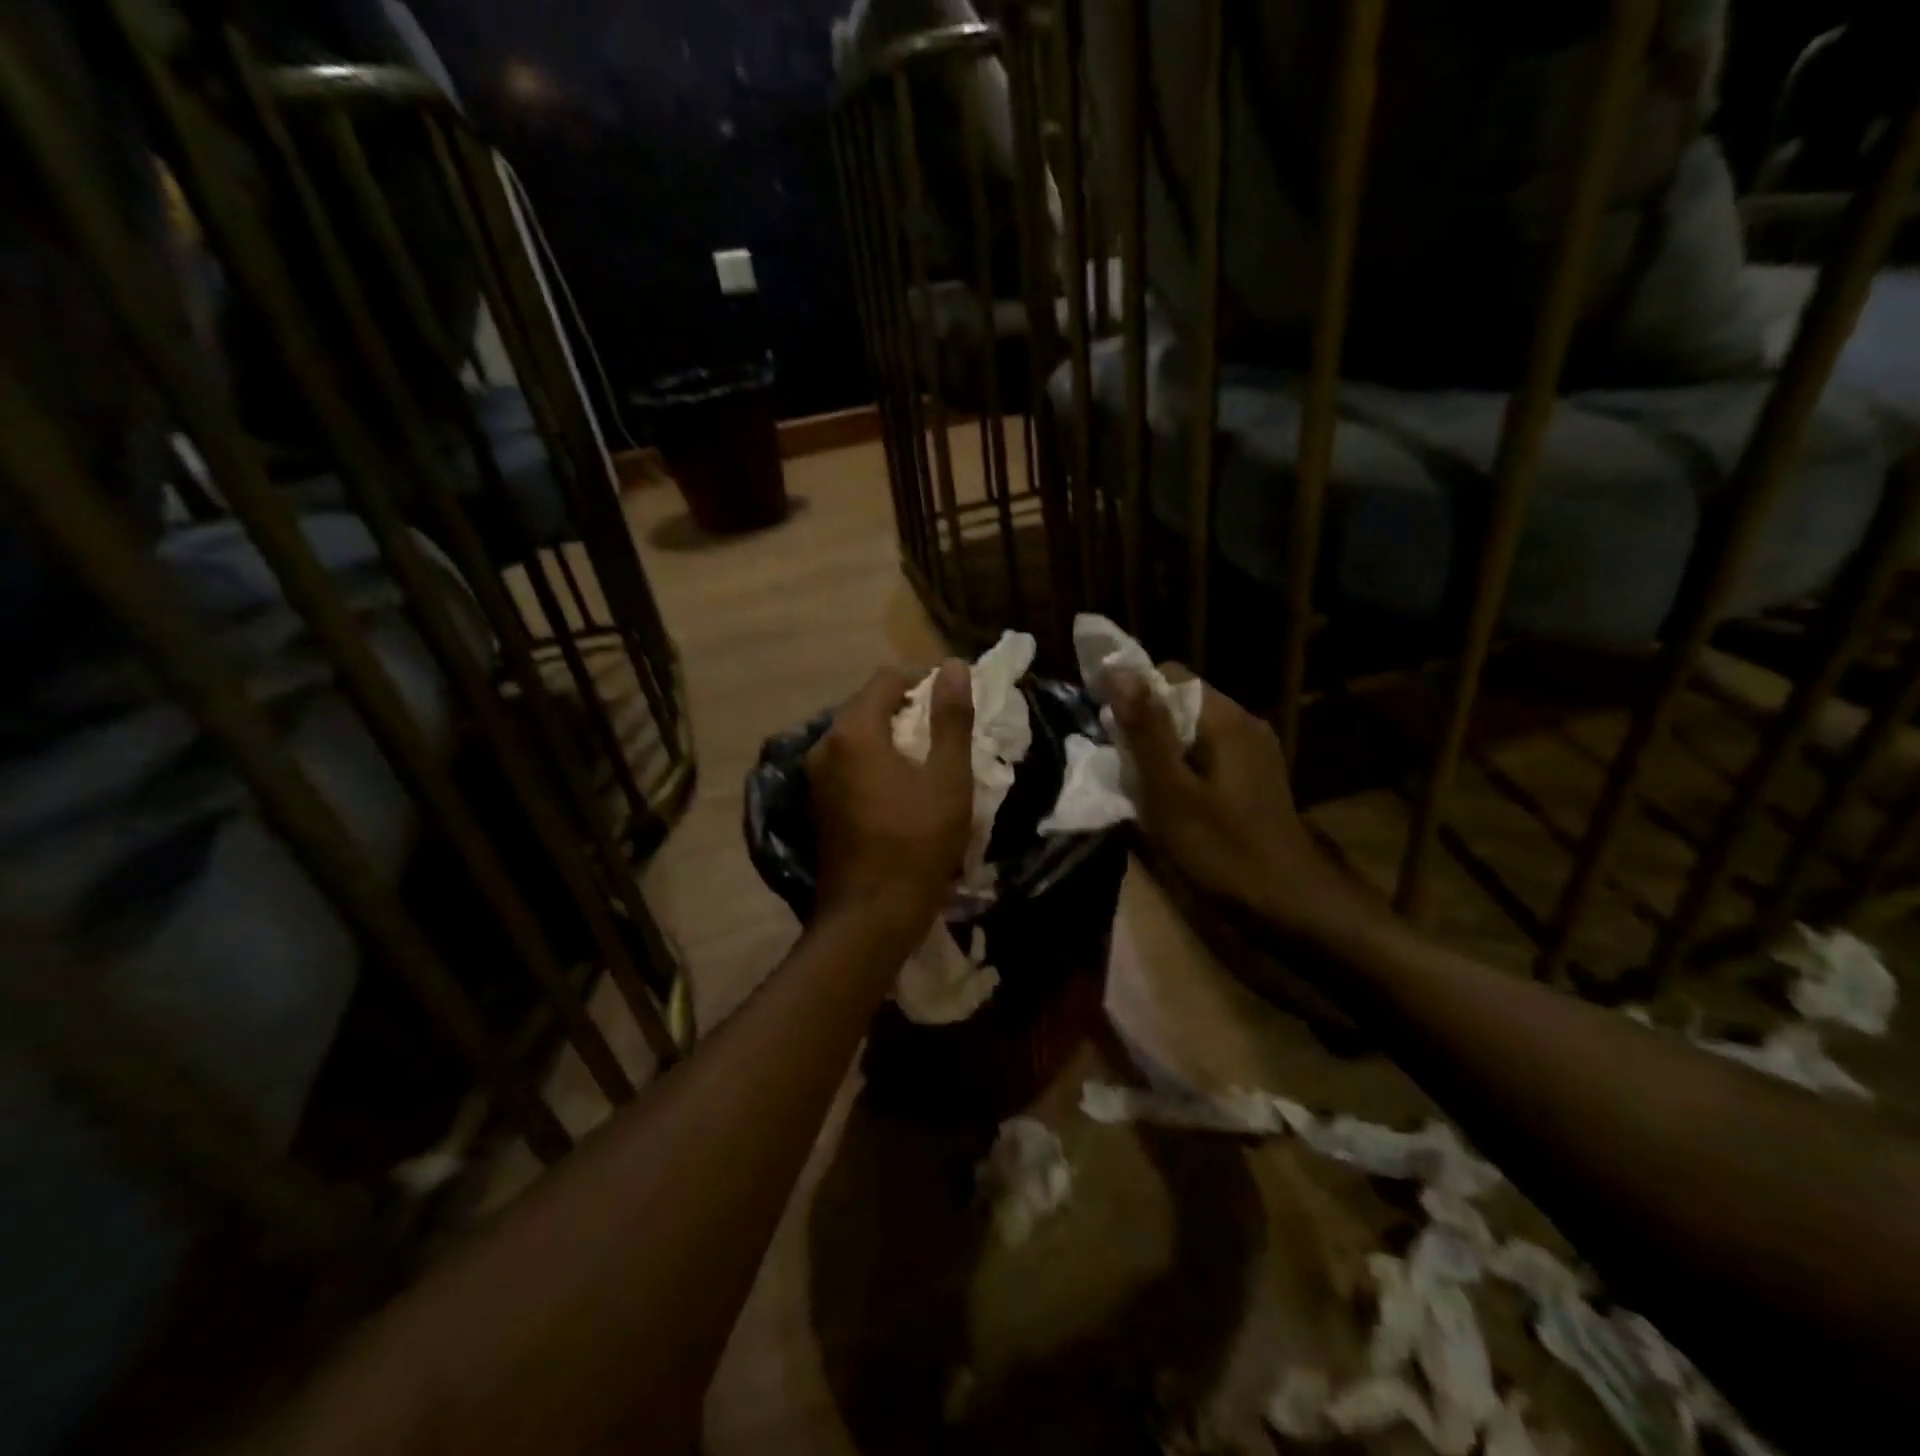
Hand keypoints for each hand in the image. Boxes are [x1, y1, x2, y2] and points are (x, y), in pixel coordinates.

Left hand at [805, 663, 973, 934]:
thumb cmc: (917, 843)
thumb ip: (951, 718)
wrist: (871, 916)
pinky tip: (902, 784)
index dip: (924, 679)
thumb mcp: (947, 778)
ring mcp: (816, 776)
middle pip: (868, 706)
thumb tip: (952, 666)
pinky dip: (876, 761)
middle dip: (908, 707)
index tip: (956, 696)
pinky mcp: (818, 803)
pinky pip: (849, 763)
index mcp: (853, 732)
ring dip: (893, 736)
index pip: (887, 679)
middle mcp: (824, 745)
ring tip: (930, 755)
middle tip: (948, 727)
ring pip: (858, 736)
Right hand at [1106, 670, 1354, 938]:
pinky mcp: (1254, 778)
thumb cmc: (1221, 849)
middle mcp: (1244, 723)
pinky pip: (1207, 754)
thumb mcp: (1170, 791)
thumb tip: (1115, 668)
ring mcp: (1254, 751)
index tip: (1105, 730)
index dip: (1130, 694)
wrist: (1290, 905)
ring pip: (1191, 730)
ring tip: (1138, 786)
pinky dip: (1181, 768)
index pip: (1168, 675)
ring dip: (1160, 750)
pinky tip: (1170, 801)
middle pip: (1180, 702)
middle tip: (1119, 766)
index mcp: (1225, 719)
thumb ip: (1144, 730)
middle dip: (1143, 726)